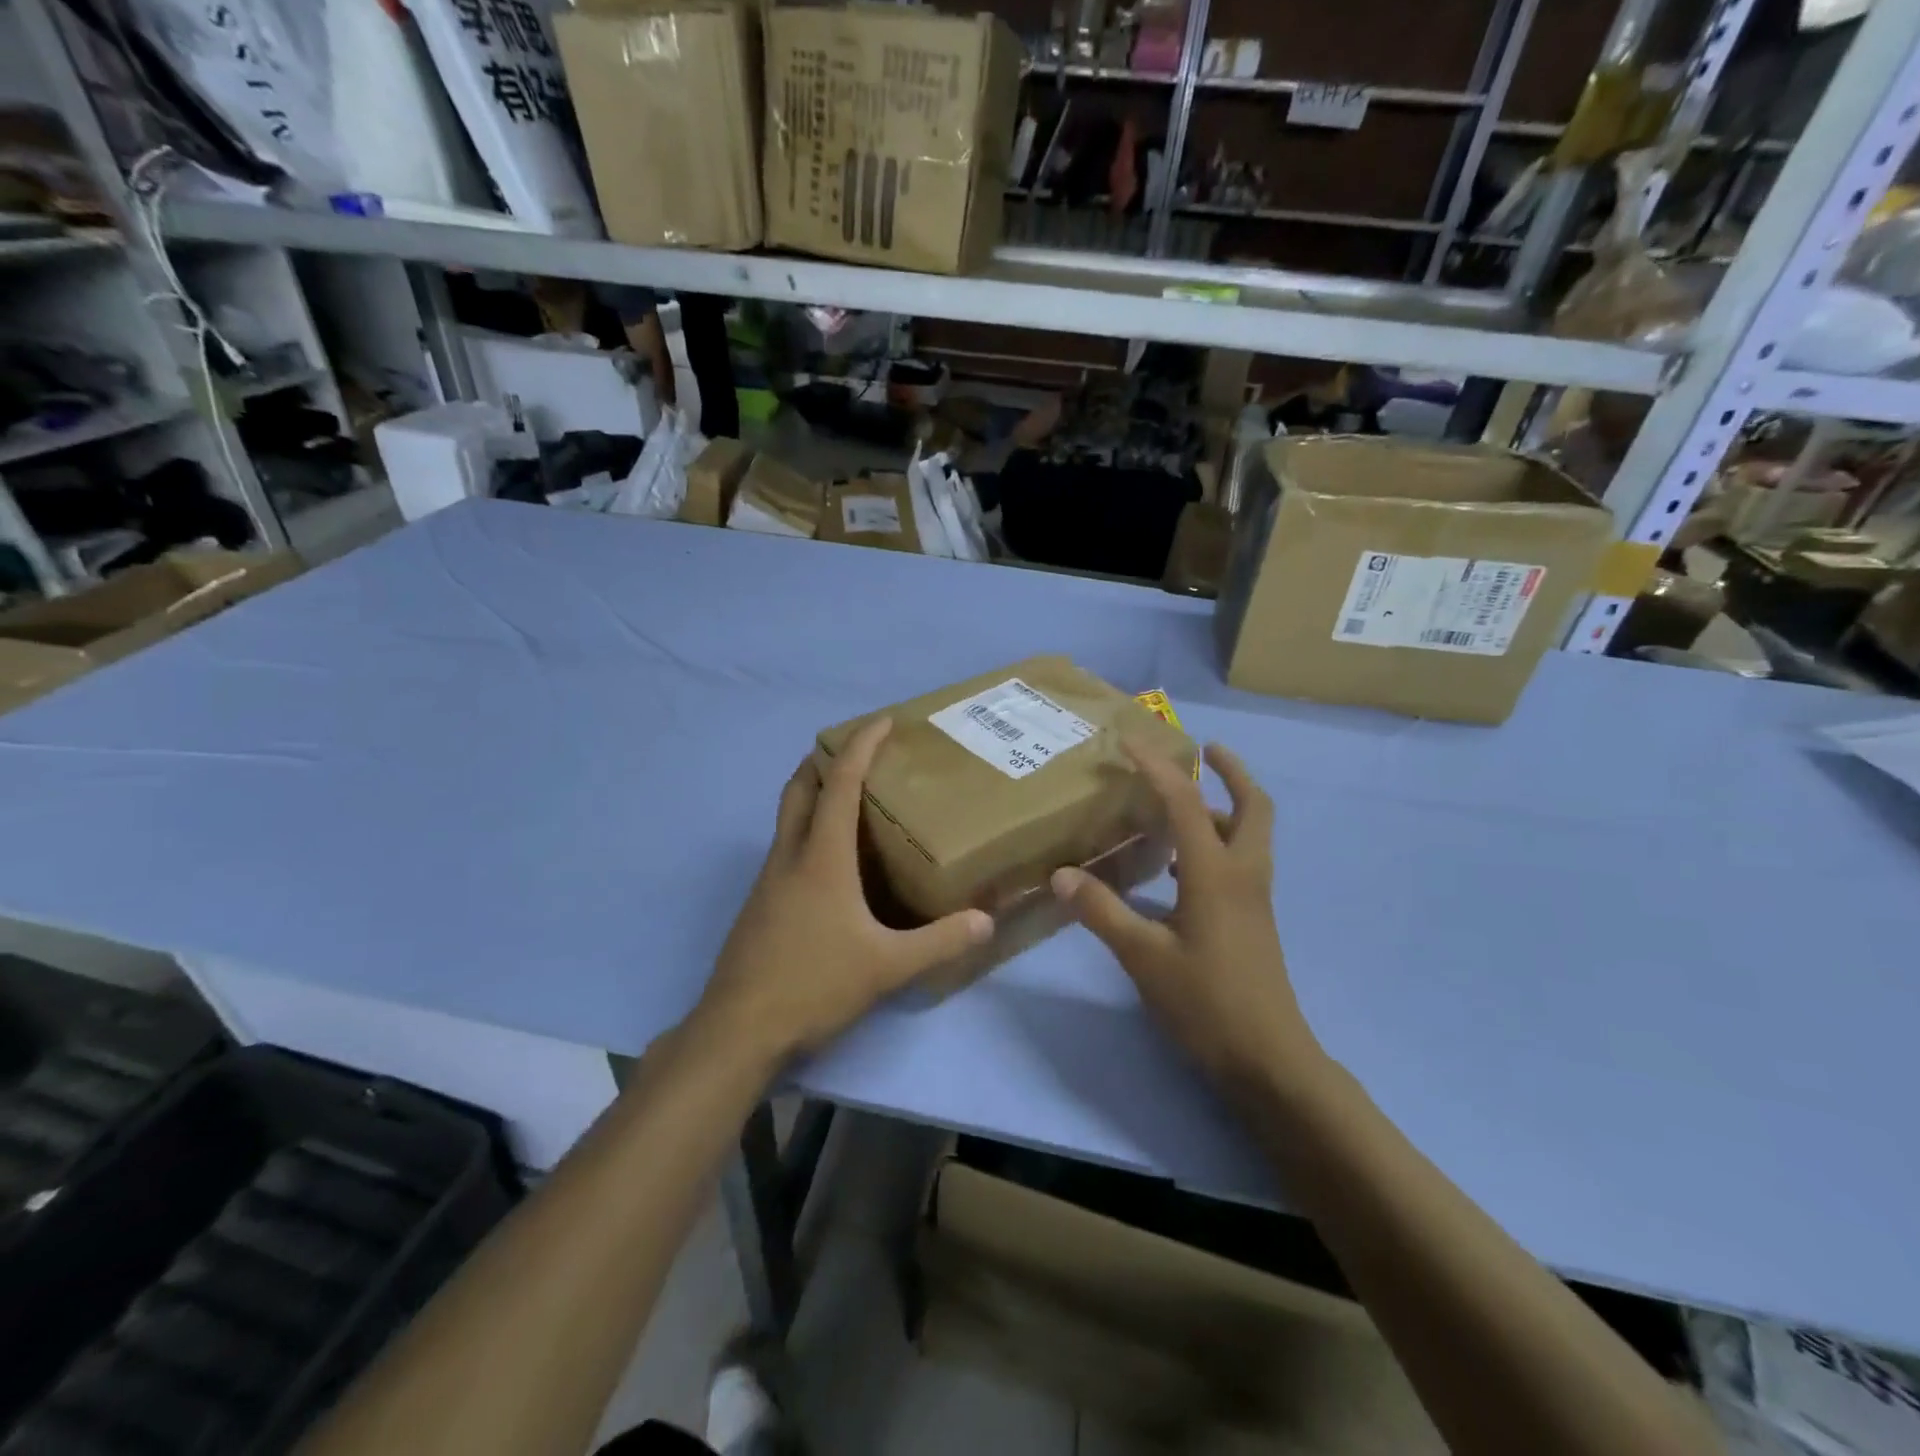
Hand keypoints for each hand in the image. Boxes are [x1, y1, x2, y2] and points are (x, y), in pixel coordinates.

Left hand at [696, 718, 993, 1065]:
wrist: (738, 1031)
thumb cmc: (813, 985)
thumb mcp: (887, 966)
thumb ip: (939, 942)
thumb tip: (987, 921)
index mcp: (821, 857)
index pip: (840, 782)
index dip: (861, 745)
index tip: (883, 721)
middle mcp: (789, 856)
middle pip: (800, 787)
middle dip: (825, 759)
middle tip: (860, 754)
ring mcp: (768, 880)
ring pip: (788, 817)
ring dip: (815, 795)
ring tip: (853, 803)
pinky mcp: (760, 904)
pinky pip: (786, 848)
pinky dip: (808, 832)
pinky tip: (834, 865)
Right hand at [1050, 742, 1326, 1096]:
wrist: (1268, 1060)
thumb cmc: (1206, 1003)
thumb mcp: (1143, 956)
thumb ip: (1102, 911)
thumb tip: (1062, 874)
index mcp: (1216, 873)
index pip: (1186, 801)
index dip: (1156, 767)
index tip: (1129, 742)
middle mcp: (1243, 874)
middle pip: (1253, 806)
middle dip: (1232, 771)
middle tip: (1204, 750)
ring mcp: (1254, 898)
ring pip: (1250, 834)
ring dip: (1223, 807)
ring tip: (1180, 805)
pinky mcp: (1254, 919)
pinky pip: (1241, 861)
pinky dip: (1217, 842)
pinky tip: (1178, 865)